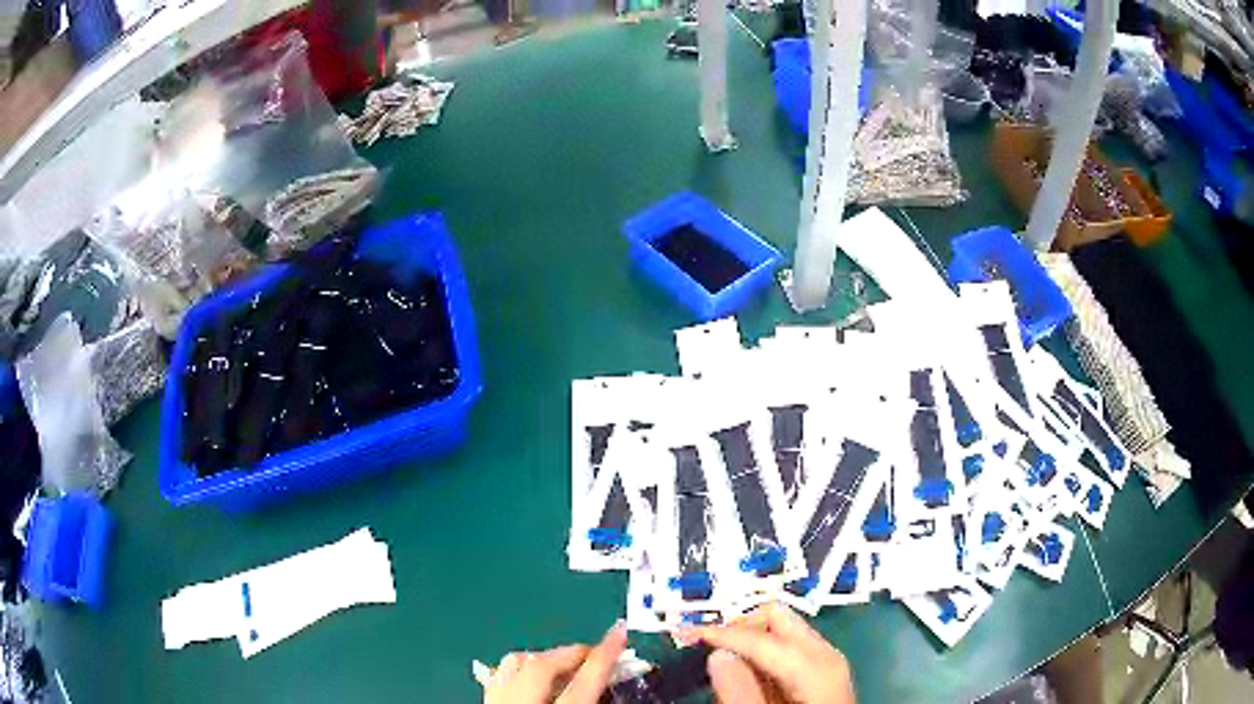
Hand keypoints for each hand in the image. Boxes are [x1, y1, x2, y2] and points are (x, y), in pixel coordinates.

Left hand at [483, 621, 627, 703]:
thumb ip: (595, 700)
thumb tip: (609, 681)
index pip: (584, 682)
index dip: (605, 655)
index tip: (620, 631)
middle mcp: (519, 702)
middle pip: (542, 665)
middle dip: (571, 652)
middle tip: (595, 650)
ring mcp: (496, 701)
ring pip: (513, 663)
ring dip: (541, 656)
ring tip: (563, 661)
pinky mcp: (485, 701)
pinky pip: (498, 676)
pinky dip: (516, 669)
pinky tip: (529, 673)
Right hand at [679, 602, 854, 703]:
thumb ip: (741, 693)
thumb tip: (718, 656)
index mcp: (817, 665)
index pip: (761, 636)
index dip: (720, 633)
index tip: (686, 632)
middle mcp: (826, 654)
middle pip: (776, 616)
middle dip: (737, 626)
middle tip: (705, 645)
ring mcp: (826, 661)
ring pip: (781, 629)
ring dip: (748, 640)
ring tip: (724, 663)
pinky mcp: (821, 671)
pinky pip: (787, 647)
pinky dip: (761, 653)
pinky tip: (748, 674)